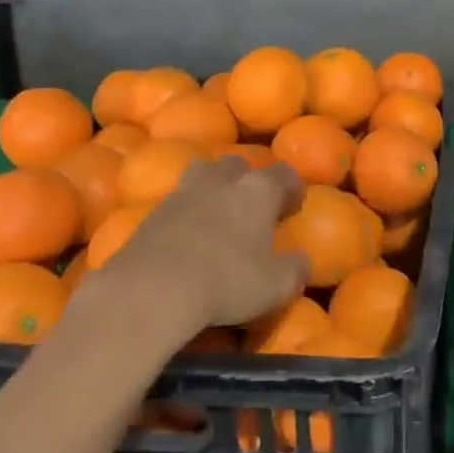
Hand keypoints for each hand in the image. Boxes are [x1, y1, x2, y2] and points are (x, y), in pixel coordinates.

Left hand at [98, 156, 307, 335]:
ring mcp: (183, 193)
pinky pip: (176, 200)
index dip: (292, 187)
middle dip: (248, 179)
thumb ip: (295, 270)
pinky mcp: (152, 211)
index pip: (283, 173)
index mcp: (258, 191)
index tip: (293, 207)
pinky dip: (186, 211)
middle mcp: (222, 181)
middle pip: (238, 164)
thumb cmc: (226, 282)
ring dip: (213, 186)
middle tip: (253, 207)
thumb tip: (302, 262)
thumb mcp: (275, 286)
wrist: (152, 288)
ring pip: (203, 173)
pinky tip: (188, 236)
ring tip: (217, 213)